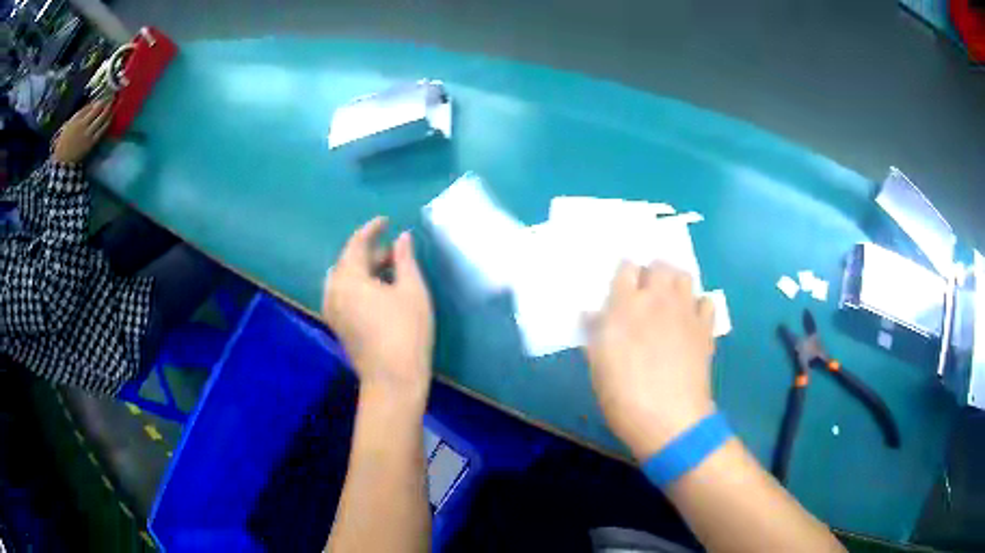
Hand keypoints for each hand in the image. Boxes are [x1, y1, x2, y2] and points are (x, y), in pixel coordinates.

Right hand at [52, 100, 112, 163]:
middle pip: (98, 110)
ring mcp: (88, 134)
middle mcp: (83, 125)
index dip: (99, 101)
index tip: (105, 96)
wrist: (63, 161)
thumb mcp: (69, 124)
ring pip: (101, 119)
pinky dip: (107, 123)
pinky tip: (111, 117)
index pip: (90, 107)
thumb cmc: (64, 142)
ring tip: (116, 104)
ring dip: (110, 110)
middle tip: (114, 96)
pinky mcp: (91, 143)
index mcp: (76, 119)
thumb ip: (79, 114)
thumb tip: (92, 104)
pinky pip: (101, 131)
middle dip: (107, 102)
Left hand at [322, 217, 434, 404]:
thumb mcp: (412, 290)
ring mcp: (332, 310)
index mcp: (349, 278)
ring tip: (388, 271)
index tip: (386, 221)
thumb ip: (405, 259)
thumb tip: (402, 238)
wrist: (393, 380)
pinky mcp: (337, 325)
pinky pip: (342, 293)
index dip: (371, 229)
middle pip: (347, 261)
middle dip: (369, 251)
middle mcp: (333, 291)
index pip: (355, 244)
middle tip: (395, 252)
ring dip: (363, 269)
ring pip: (343, 278)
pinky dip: (357, 284)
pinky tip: (377, 291)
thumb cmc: (406, 332)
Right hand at [585, 261, 716, 459]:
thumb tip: (591, 313)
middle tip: (646, 293)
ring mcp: (685, 311)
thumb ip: (595, 334)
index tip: (621, 287)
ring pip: (684, 276)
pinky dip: (698, 305)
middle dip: (652, 273)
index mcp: (626, 306)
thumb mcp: (598, 366)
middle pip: (659, 265)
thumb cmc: (623, 396)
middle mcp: (658, 299)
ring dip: (675, 283)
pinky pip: (706, 301)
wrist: (669, 418)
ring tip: (669, 301)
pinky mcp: (705, 327)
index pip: (626, 268)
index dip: (624, 274)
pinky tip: (691, 320)